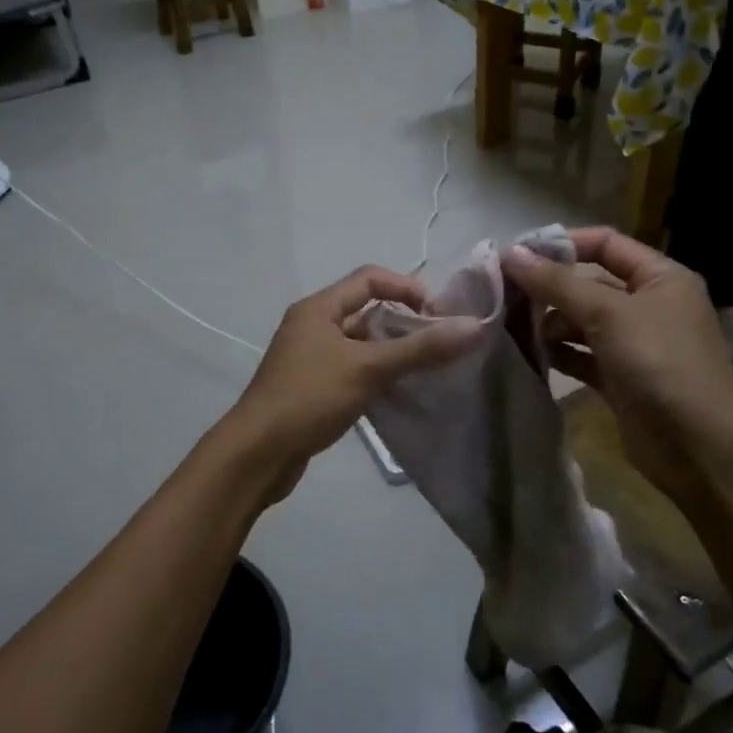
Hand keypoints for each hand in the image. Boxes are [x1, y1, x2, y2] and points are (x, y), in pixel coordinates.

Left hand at [225, 266, 480, 485]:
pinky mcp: (311, 388)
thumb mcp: (368, 368)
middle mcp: (312, 326)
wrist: (257, 454)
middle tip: (440, 344)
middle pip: (366, 311)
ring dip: (391, 352)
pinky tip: (399, 393)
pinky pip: (352, 370)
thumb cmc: (309, 398)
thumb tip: (474, 327)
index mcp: (318, 308)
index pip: (369, 278)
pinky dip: (376, 375)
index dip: (406, 288)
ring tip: (428, 369)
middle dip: (403, 323)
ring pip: (360, 344)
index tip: (438, 313)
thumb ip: (421, 348)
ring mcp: (309, 358)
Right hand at [501, 227, 732, 478]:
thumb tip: (510, 253)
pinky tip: (532, 356)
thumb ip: (557, 283)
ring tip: (513, 328)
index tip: (516, 255)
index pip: (605, 244)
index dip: (562, 244)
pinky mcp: (620, 380)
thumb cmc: (660, 364)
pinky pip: (582, 356)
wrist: (700, 448)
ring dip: (549, 324)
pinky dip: (559, 354)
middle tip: (502, 294)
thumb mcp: (608, 314)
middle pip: (588, 283)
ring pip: (581, 322)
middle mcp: (648, 305)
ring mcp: (634, 345)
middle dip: (549, 288)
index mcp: (660, 277)